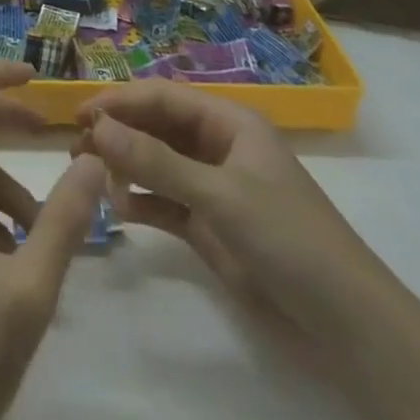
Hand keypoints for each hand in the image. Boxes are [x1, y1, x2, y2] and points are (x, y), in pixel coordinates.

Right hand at [78, 83, 419, 419]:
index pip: (164, 97)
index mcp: (229, 122)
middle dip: (119, 133)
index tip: (80, 115)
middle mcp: (218, 147)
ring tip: (89, 176)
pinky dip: (141, 203)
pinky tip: (117, 210)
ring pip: (157, 164)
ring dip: (126, 167)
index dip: (121, 101)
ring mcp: (213, 187)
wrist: (344, 322)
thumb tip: (98, 127)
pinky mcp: (209, 226)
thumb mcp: (219, 194)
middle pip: (157, 127)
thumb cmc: (287, 237)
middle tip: (76, 148)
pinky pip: (164, 203)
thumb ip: (156, 162)